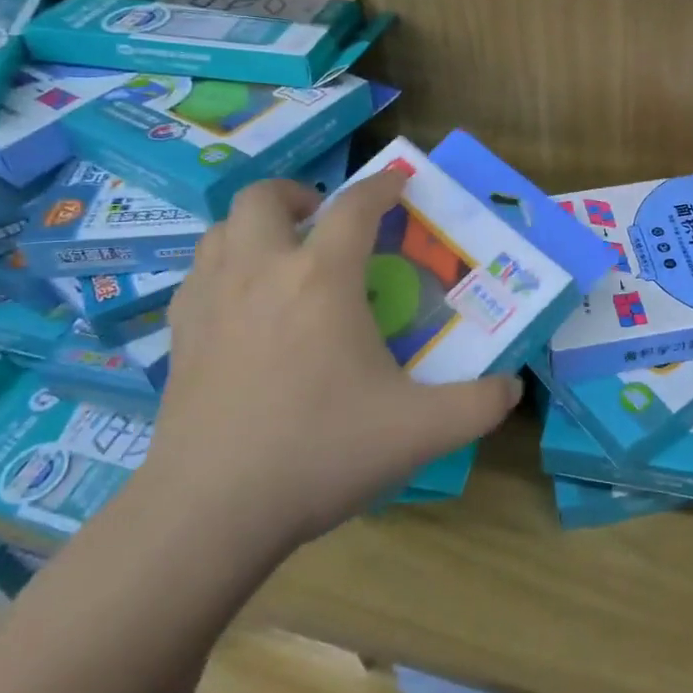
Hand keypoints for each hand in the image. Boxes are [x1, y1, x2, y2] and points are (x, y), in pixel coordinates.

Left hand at [149, 170, 521, 552]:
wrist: (210, 510)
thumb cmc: (320, 453)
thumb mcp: (419, 431)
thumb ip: (477, 405)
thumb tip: (513, 389)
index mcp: (322, 278)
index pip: (355, 207)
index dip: (382, 185)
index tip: (399, 182)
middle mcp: (261, 270)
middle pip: (265, 197)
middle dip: (299, 194)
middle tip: (324, 220)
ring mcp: (211, 299)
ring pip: (223, 228)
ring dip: (256, 226)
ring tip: (283, 255)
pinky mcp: (179, 334)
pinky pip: (199, 273)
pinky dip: (225, 266)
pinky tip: (243, 304)